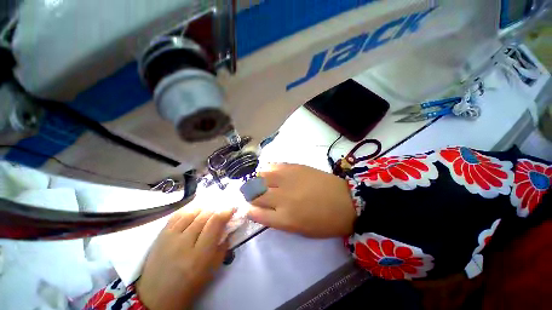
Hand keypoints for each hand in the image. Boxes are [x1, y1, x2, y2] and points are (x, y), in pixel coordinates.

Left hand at [136, 205, 234, 309]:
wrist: (157, 296)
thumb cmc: (190, 285)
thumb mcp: (212, 269)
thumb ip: (223, 247)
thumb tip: (229, 228)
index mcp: (200, 254)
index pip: (215, 223)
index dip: (226, 212)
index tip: (232, 208)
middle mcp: (185, 242)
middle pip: (204, 215)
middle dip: (216, 210)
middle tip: (221, 212)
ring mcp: (170, 237)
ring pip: (191, 213)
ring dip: (204, 209)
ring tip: (208, 212)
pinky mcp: (161, 235)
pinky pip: (177, 215)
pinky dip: (189, 211)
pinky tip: (194, 213)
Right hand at [248, 163, 355, 237]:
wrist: (345, 201)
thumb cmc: (324, 221)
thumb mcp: (300, 230)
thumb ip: (278, 220)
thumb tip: (263, 210)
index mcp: (284, 219)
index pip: (256, 213)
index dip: (248, 210)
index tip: (247, 207)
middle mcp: (282, 198)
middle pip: (255, 194)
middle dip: (248, 194)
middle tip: (250, 193)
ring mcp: (287, 180)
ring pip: (261, 177)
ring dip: (256, 180)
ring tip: (258, 181)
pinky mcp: (294, 167)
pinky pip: (273, 166)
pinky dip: (267, 169)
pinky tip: (268, 172)